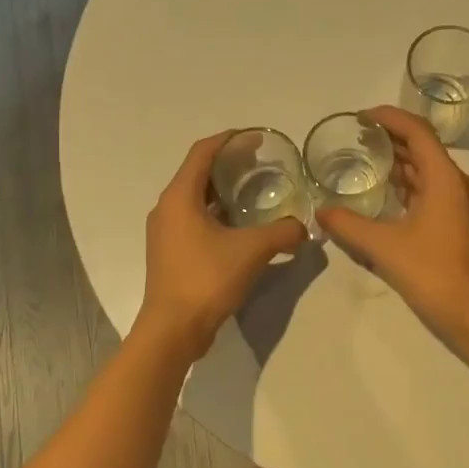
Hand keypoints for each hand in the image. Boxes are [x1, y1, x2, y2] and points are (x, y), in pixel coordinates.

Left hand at [135, 131, 308, 360]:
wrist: (172, 330)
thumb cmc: (207, 279)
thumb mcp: (252, 251)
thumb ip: (282, 233)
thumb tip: (303, 228)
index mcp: (179, 197)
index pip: (202, 152)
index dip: (229, 139)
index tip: (256, 137)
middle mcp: (167, 208)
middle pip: (197, 172)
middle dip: (227, 163)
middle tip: (260, 162)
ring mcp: (165, 231)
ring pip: (194, 197)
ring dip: (221, 190)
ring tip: (252, 191)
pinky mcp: (169, 252)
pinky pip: (193, 218)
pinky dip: (215, 212)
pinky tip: (239, 224)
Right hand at [315, 106, 468, 341]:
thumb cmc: (432, 273)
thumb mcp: (383, 247)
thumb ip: (348, 225)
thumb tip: (320, 213)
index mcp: (445, 179)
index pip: (417, 131)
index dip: (389, 117)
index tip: (362, 117)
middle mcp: (460, 184)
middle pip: (425, 148)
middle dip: (392, 139)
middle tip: (359, 139)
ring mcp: (465, 205)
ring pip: (430, 172)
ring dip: (402, 163)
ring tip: (369, 162)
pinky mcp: (463, 224)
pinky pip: (435, 192)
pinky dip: (412, 186)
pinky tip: (389, 197)